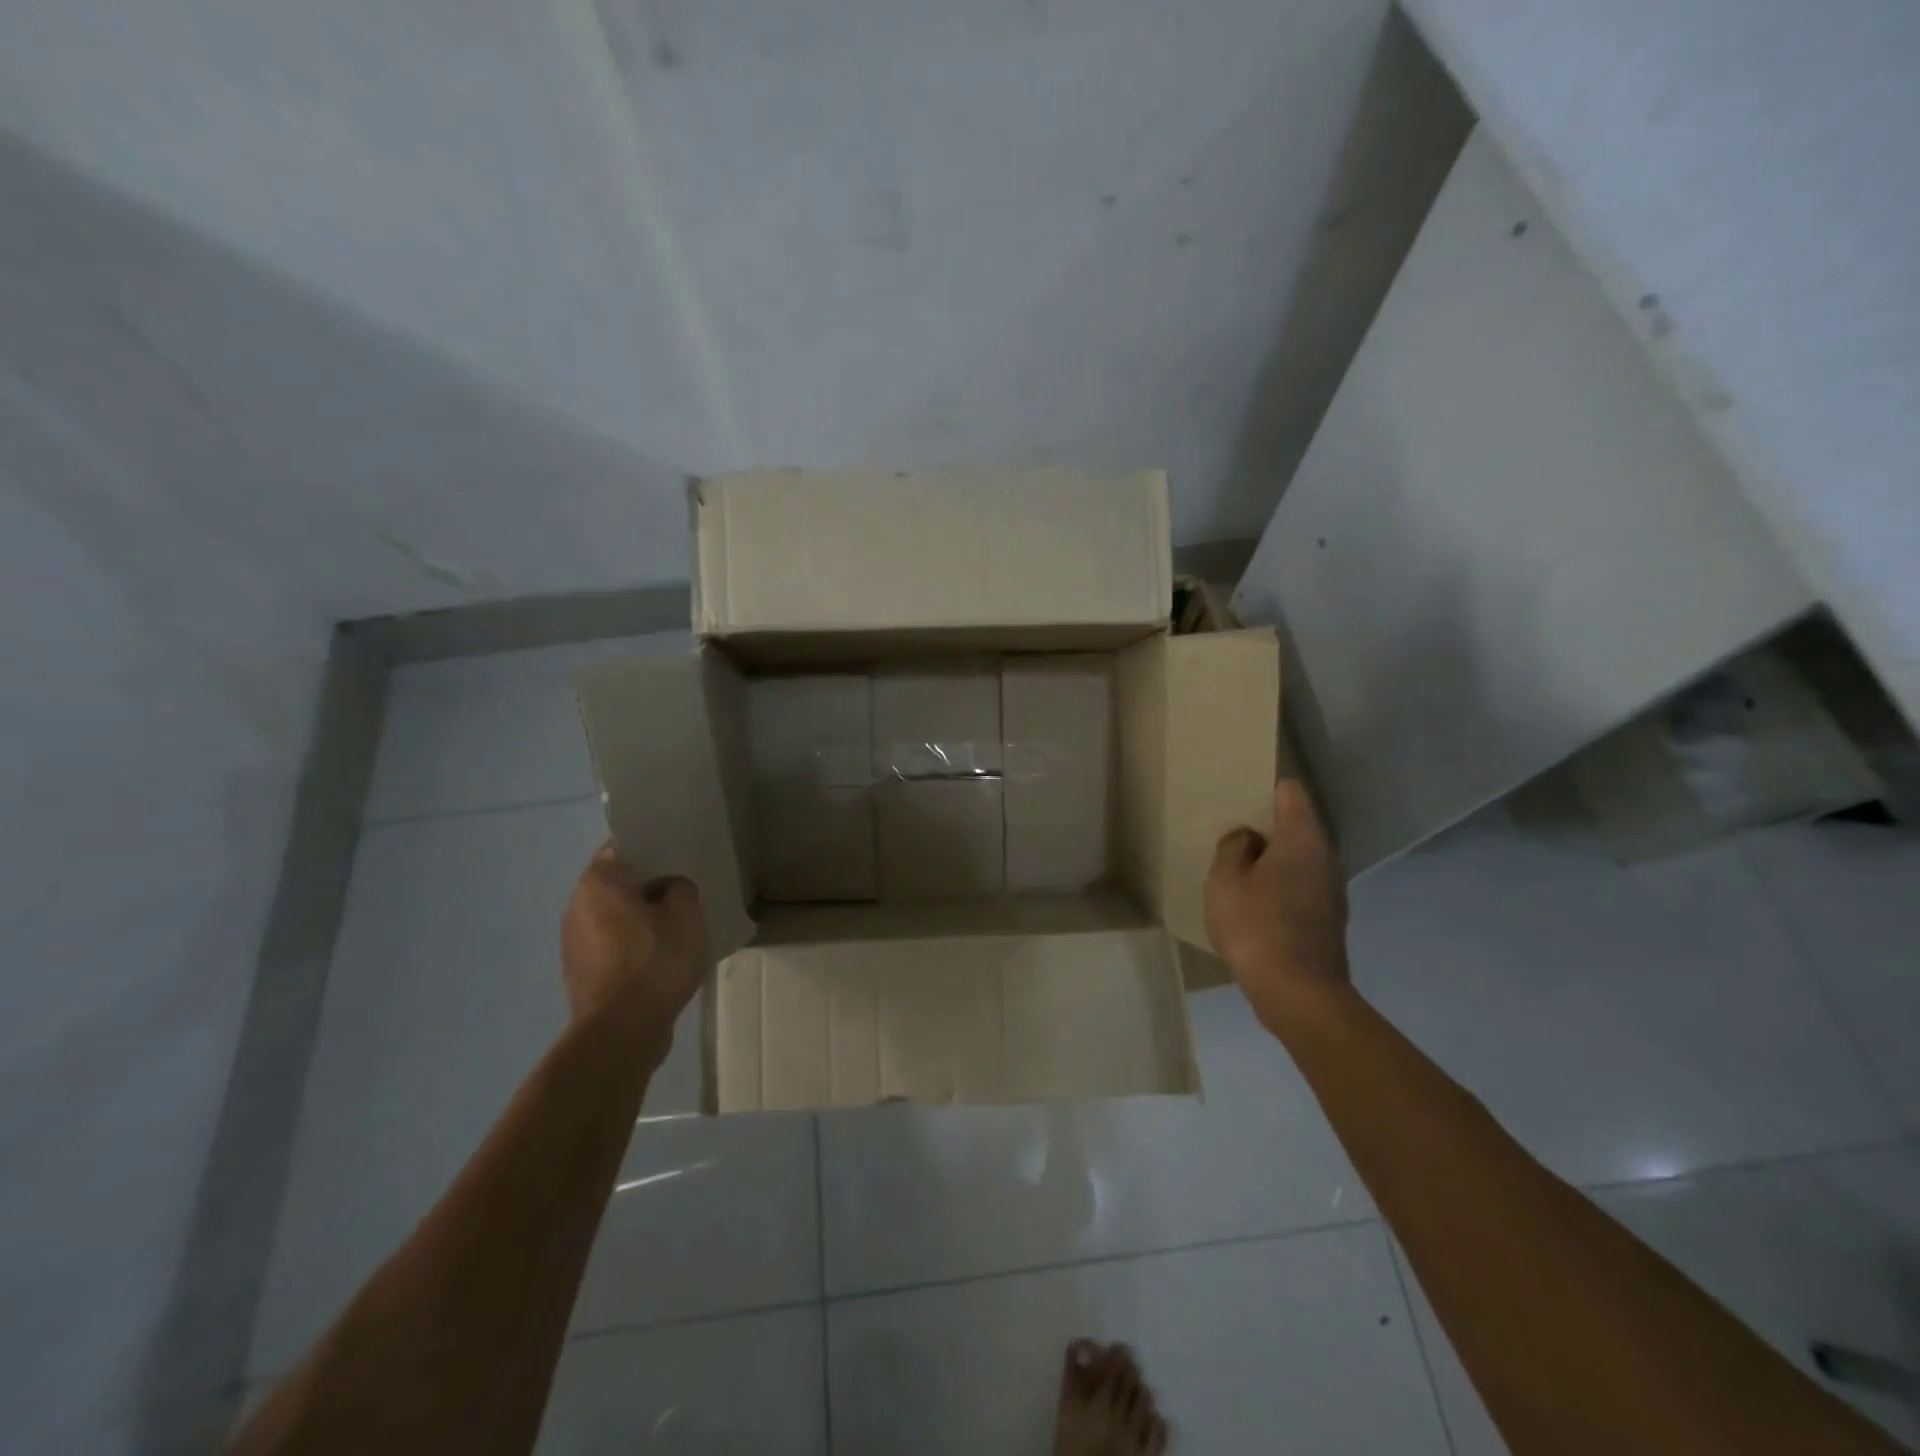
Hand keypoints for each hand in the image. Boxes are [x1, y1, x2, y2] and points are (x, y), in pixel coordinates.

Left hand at [561, 843, 710, 1048]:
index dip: (655, 846)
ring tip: (678, 924)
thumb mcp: (686, 912)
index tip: (680, 853)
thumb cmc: (654, 961)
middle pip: (620, 882)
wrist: (622, 1032)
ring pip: (617, 916)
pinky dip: (636, 945)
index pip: (624, 845)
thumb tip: (670, 888)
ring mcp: (575, 942)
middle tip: (687, 887)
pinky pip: (615, 945)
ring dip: (643, 917)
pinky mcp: (583, 973)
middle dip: (651, 884)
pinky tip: (662, 957)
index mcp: (598, 882)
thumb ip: (681, 886)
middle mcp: (577, 906)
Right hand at [1204, 781, 1349, 1030]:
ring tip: (1238, 870)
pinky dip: (1280, 888)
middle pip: (1296, 827)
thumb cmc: (1256, 926)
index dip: (1266, 789)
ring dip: (1272, 862)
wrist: (1298, 994)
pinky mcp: (1329, 920)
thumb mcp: (1224, 880)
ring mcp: (1332, 891)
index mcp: (1302, 838)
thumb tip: (1248, 838)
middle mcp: (1325, 857)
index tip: (1241, 796)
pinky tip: (1255, 905)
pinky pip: (1300, 888)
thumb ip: (1232, 848)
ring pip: (1298, 860)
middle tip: (1231, 835)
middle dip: (1266, 828)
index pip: (1291, 793)